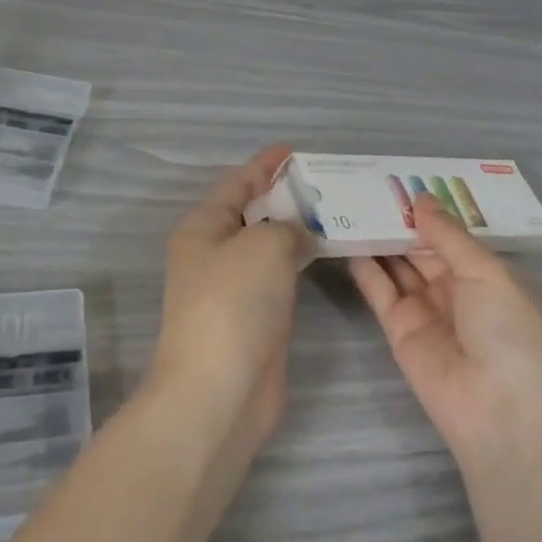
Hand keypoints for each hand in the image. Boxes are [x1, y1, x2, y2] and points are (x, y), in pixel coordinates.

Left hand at [150, 145, 314, 451]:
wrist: (219, 391)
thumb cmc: (233, 304)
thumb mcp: (263, 244)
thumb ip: (287, 226)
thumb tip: (298, 236)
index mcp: (203, 227)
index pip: (237, 183)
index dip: (265, 164)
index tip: (295, 150)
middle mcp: (214, 253)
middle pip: (254, 213)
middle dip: (287, 195)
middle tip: (330, 182)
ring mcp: (234, 288)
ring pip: (269, 246)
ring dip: (298, 229)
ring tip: (338, 210)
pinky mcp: (255, 316)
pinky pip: (281, 275)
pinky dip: (302, 261)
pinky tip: (329, 252)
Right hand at [350, 195, 541, 463]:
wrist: (499, 412)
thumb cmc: (508, 332)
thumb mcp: (486, 273)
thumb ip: (447, 236)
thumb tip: (421, 199)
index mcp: (486, 275)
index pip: (452, 235)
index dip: (429, 210)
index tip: (401, 179)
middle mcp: (455, 289)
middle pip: (422, 248)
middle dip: (400, 220)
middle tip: (367, 184)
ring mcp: (425, 310)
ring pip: (398, 266)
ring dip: (379, 239)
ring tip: (350, 203)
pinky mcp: (398, 331)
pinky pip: (380, 292)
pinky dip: (365, 268)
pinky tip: (346, 239)